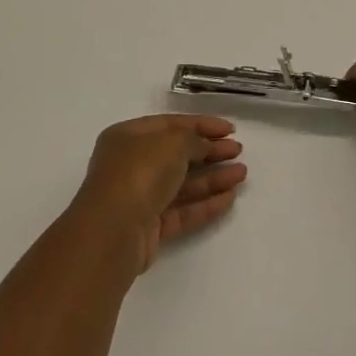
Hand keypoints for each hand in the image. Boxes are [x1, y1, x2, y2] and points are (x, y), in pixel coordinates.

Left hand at [72, 115, 245, 273]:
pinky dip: (205, 204)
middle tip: (238, 151)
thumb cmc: (140, 172)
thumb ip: (195, 140)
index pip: (171, 124)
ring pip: (182, 184)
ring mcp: (139, 198)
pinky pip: (181, 211)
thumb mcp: (173, 143)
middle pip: (177, 155)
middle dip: (210, 152)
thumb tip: (205, 146)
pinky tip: (230, 198)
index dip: (202, 124)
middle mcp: (131, 165)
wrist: (113, 231)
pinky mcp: (149, 228)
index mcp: (128, 136)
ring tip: (242, 174)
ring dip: (213, 178)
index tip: (230, 129)